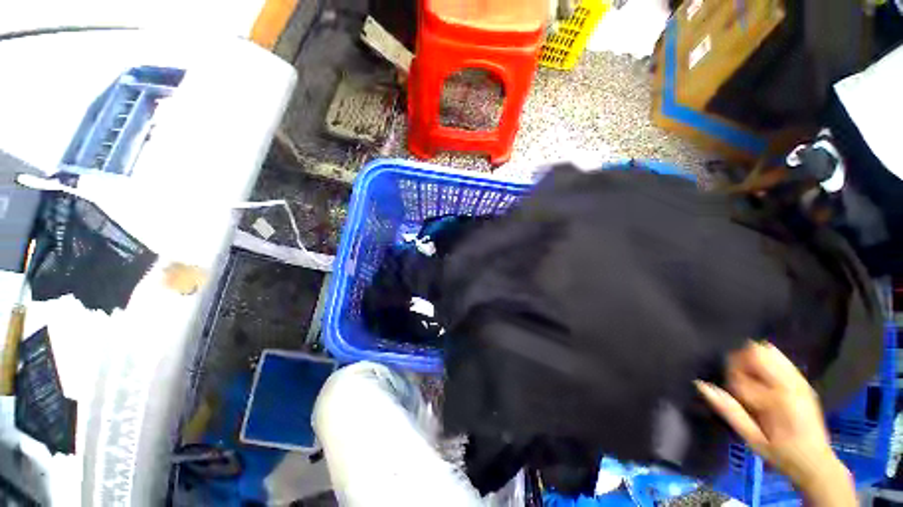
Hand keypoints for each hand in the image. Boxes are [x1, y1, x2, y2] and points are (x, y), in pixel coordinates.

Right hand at [695, 342, 855, 505]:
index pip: (740, 373)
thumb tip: (701, 385)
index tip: (727, 391)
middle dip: (738, 361)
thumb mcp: (751, 439)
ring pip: (768, 350)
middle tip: (734, 379)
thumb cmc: (780, 453)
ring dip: (751, 357)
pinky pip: (779, 356)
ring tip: (746, 375)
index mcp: (776, 398)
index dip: (728, 379)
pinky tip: (760, 373)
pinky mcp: (802, 379)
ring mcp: (798, 379)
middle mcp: (789, 383)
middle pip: (755, 352)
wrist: (816, 462)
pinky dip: (764, 358)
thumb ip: (729, 411)